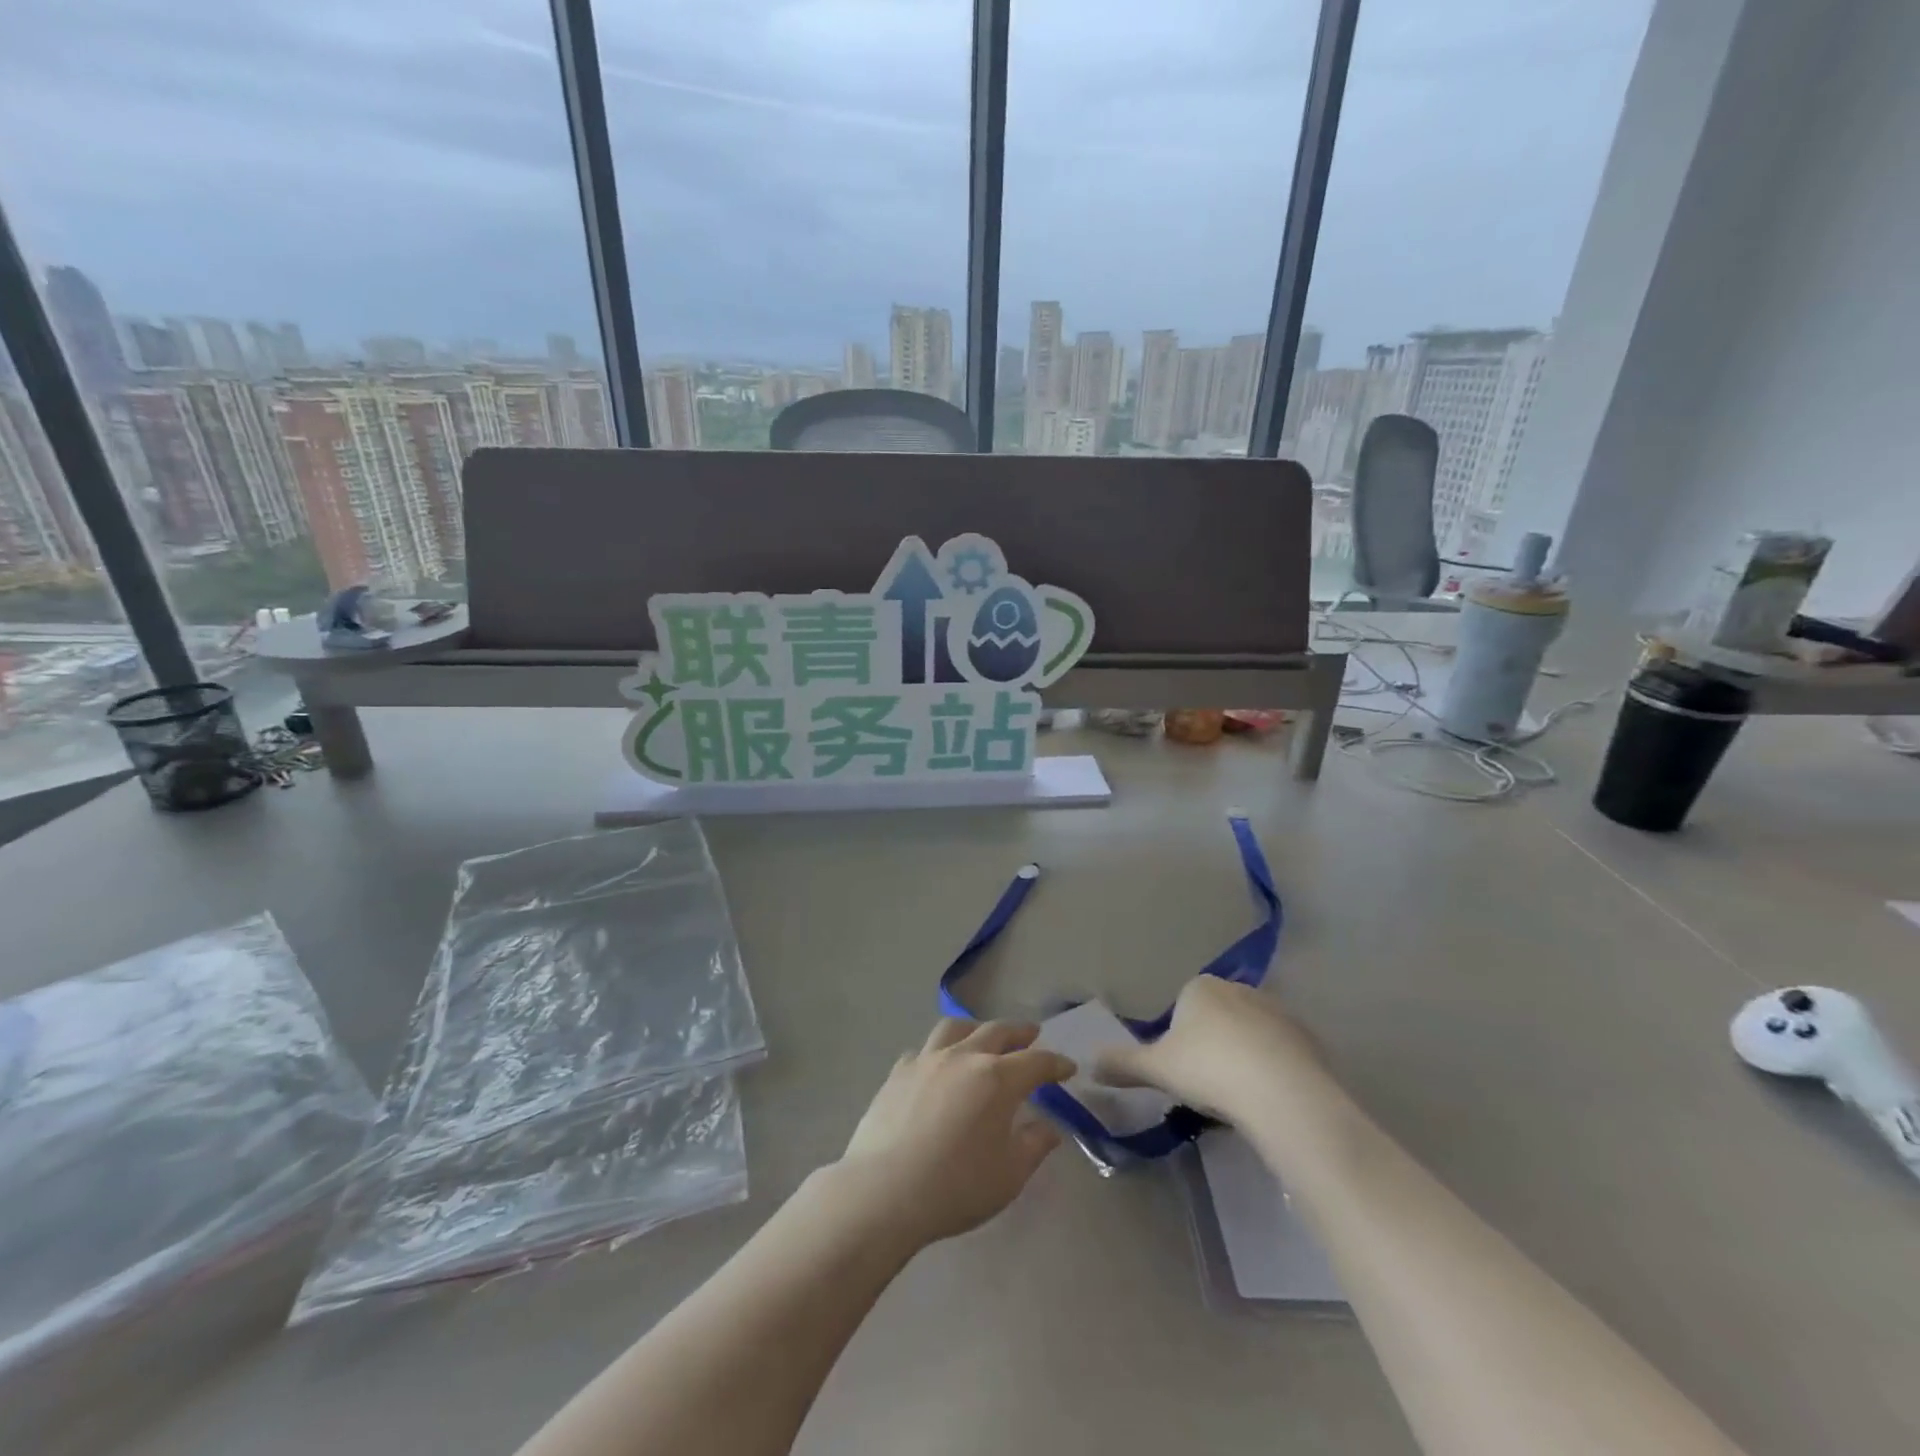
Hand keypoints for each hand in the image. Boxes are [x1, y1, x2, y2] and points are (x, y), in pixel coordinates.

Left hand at [834, 1019, 1074, 1248]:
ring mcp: (927, 1060)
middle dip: (1019, 1032)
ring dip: (976, 1028)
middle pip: (997, 1032)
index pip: (1036, 1061)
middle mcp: (964, 1057)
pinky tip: (937, 1064)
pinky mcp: (898, 1072)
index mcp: (997, 1079)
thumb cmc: (956, 1186)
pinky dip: (938, 1051)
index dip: (1055, 1063)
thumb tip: (1049, 1128)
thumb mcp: (1009, 1175)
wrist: (885, 1190)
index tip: (1067, 1067)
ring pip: (955, 1027)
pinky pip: (924, 1050)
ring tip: (983, 1036)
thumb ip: (1034, 1146)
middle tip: (1031, 1034)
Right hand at [1094, 977, 1336, 1125]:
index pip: (1183, 1005)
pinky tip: (1269, 1100)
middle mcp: (1239, 989)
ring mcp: (1278, 1011)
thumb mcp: (1156, 1069)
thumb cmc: (1208, 1070)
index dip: (1179, 1038)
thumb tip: (1087, 1064)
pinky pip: (1281, 1053)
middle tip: (1207, 1086)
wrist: (1282, 1093)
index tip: (1181, 1070)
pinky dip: (1273, 1071)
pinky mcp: (1309, 1039)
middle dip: (1212, 1045)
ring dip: (1244, 1057)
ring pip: (1250, 1034)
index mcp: (1200, 987)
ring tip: (1240, 1098)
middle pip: (1218, 1017)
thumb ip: (1122, 1064)